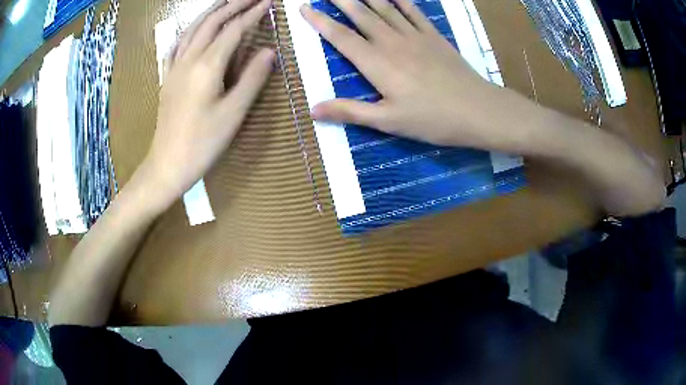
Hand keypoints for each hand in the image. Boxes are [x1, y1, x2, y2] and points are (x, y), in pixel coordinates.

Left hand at [145, 0, 274, 205]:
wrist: (167, 164)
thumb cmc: (202, 142)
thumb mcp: (234, 113)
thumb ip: (253, 78)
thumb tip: (269, 51)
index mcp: (207, 66)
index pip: (233, 30)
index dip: (253, 13)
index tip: (269, 2)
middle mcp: (188, 59)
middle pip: (212, 22)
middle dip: (233, 4)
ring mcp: (174, 67)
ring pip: (193, 29)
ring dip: (211, 12)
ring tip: (226, 2)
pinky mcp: (167, 78)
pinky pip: (177, 45)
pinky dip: (189, 30)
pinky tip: (194, 28)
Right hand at [300, 0, 498, 147]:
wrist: (477, 110)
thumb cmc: (432, 119)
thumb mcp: (388, 121)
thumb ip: (350, 111)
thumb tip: (312, 109)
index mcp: (376, 63)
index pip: (340, 37)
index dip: (320, 21)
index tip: (305, 8)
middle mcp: (391, 42)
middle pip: (361, 15)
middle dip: (341, 0)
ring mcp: (414, 36)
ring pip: (384, 8)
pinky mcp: (433, 36)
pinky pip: (413, 11)